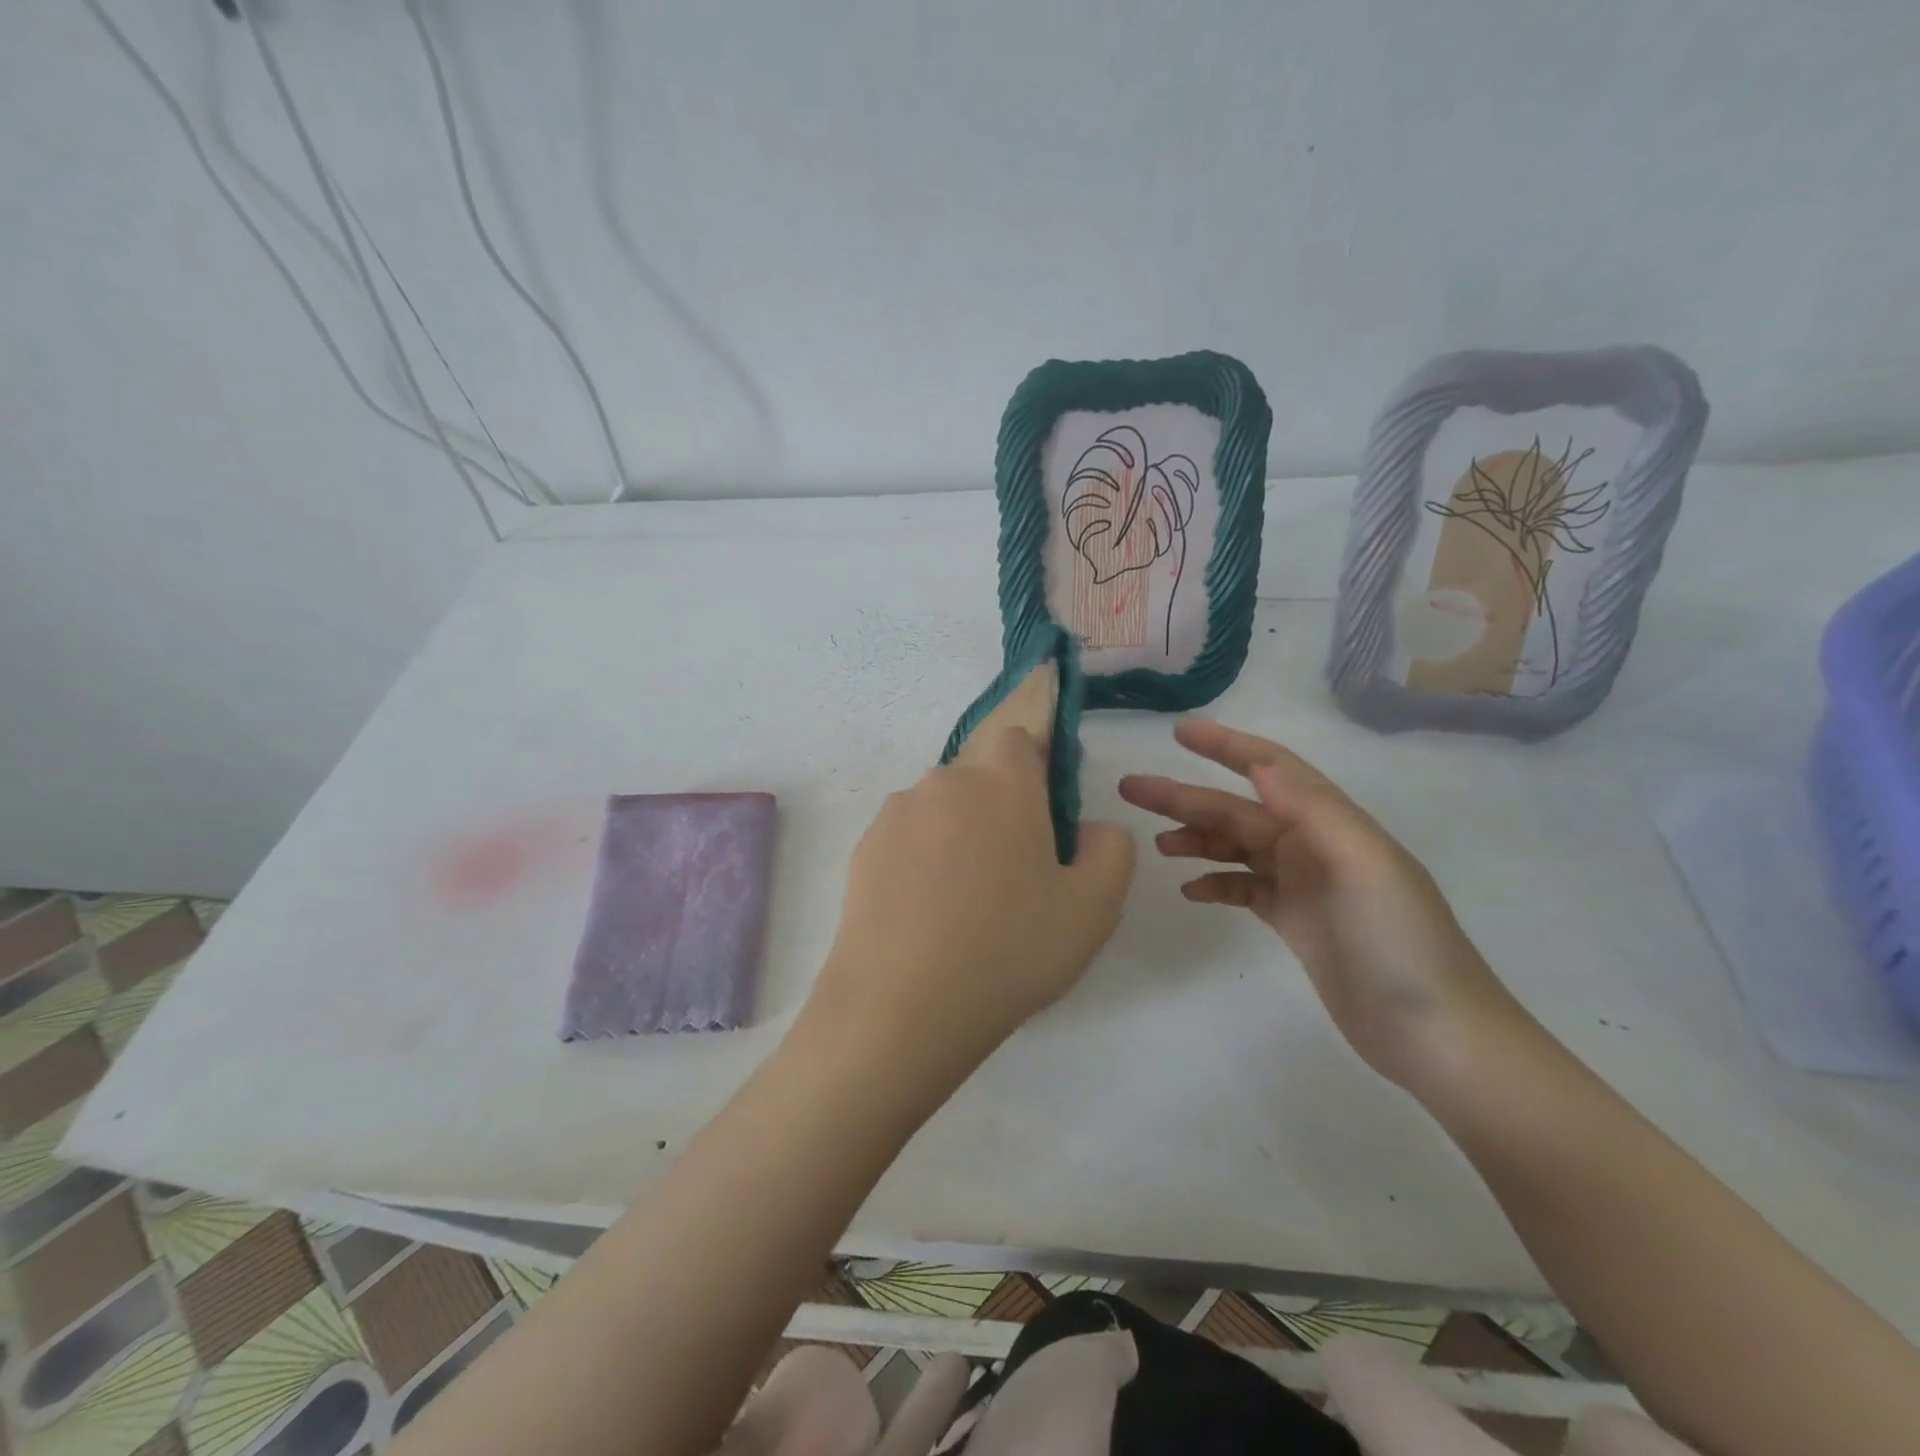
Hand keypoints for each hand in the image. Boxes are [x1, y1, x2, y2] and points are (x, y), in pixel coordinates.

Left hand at [805, 665, 1135, 1089]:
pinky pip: (906, 839)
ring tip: (963, 904)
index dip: (1035, 772)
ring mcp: (897, 814)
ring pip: (940, 809)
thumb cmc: (1010, 949)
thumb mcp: (1094, 907)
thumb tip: (1088, 828)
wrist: (902, 1005)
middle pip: (979, 779)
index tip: (1045, 820)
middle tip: (1012, 876)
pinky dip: (920, 861)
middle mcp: (945, 783)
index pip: (1019, 742)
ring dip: (957, 836)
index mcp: (1003, 783)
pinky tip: (924, 915)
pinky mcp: (863, 848)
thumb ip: (1111, 848)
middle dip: (998, 811)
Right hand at [1118, 719, 1517, 1088]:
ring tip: (1157, 844)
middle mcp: (1314, 845)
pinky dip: (1215, 883)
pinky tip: (1190, 889)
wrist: (1437, 1036)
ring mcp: (1303, 885)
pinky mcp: (1295, 922)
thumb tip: (1260, 762)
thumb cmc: (1401, 942)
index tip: (1178, 731)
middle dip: (1186, 797)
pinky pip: (1244, 889)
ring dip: (1195, 839)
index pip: (1270, 768)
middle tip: (1132, 789)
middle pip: (1238, 809)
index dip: (1225, 746)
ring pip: (1235, 847)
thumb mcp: (1363, 863)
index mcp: (1330, 823)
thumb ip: (1311, 808)